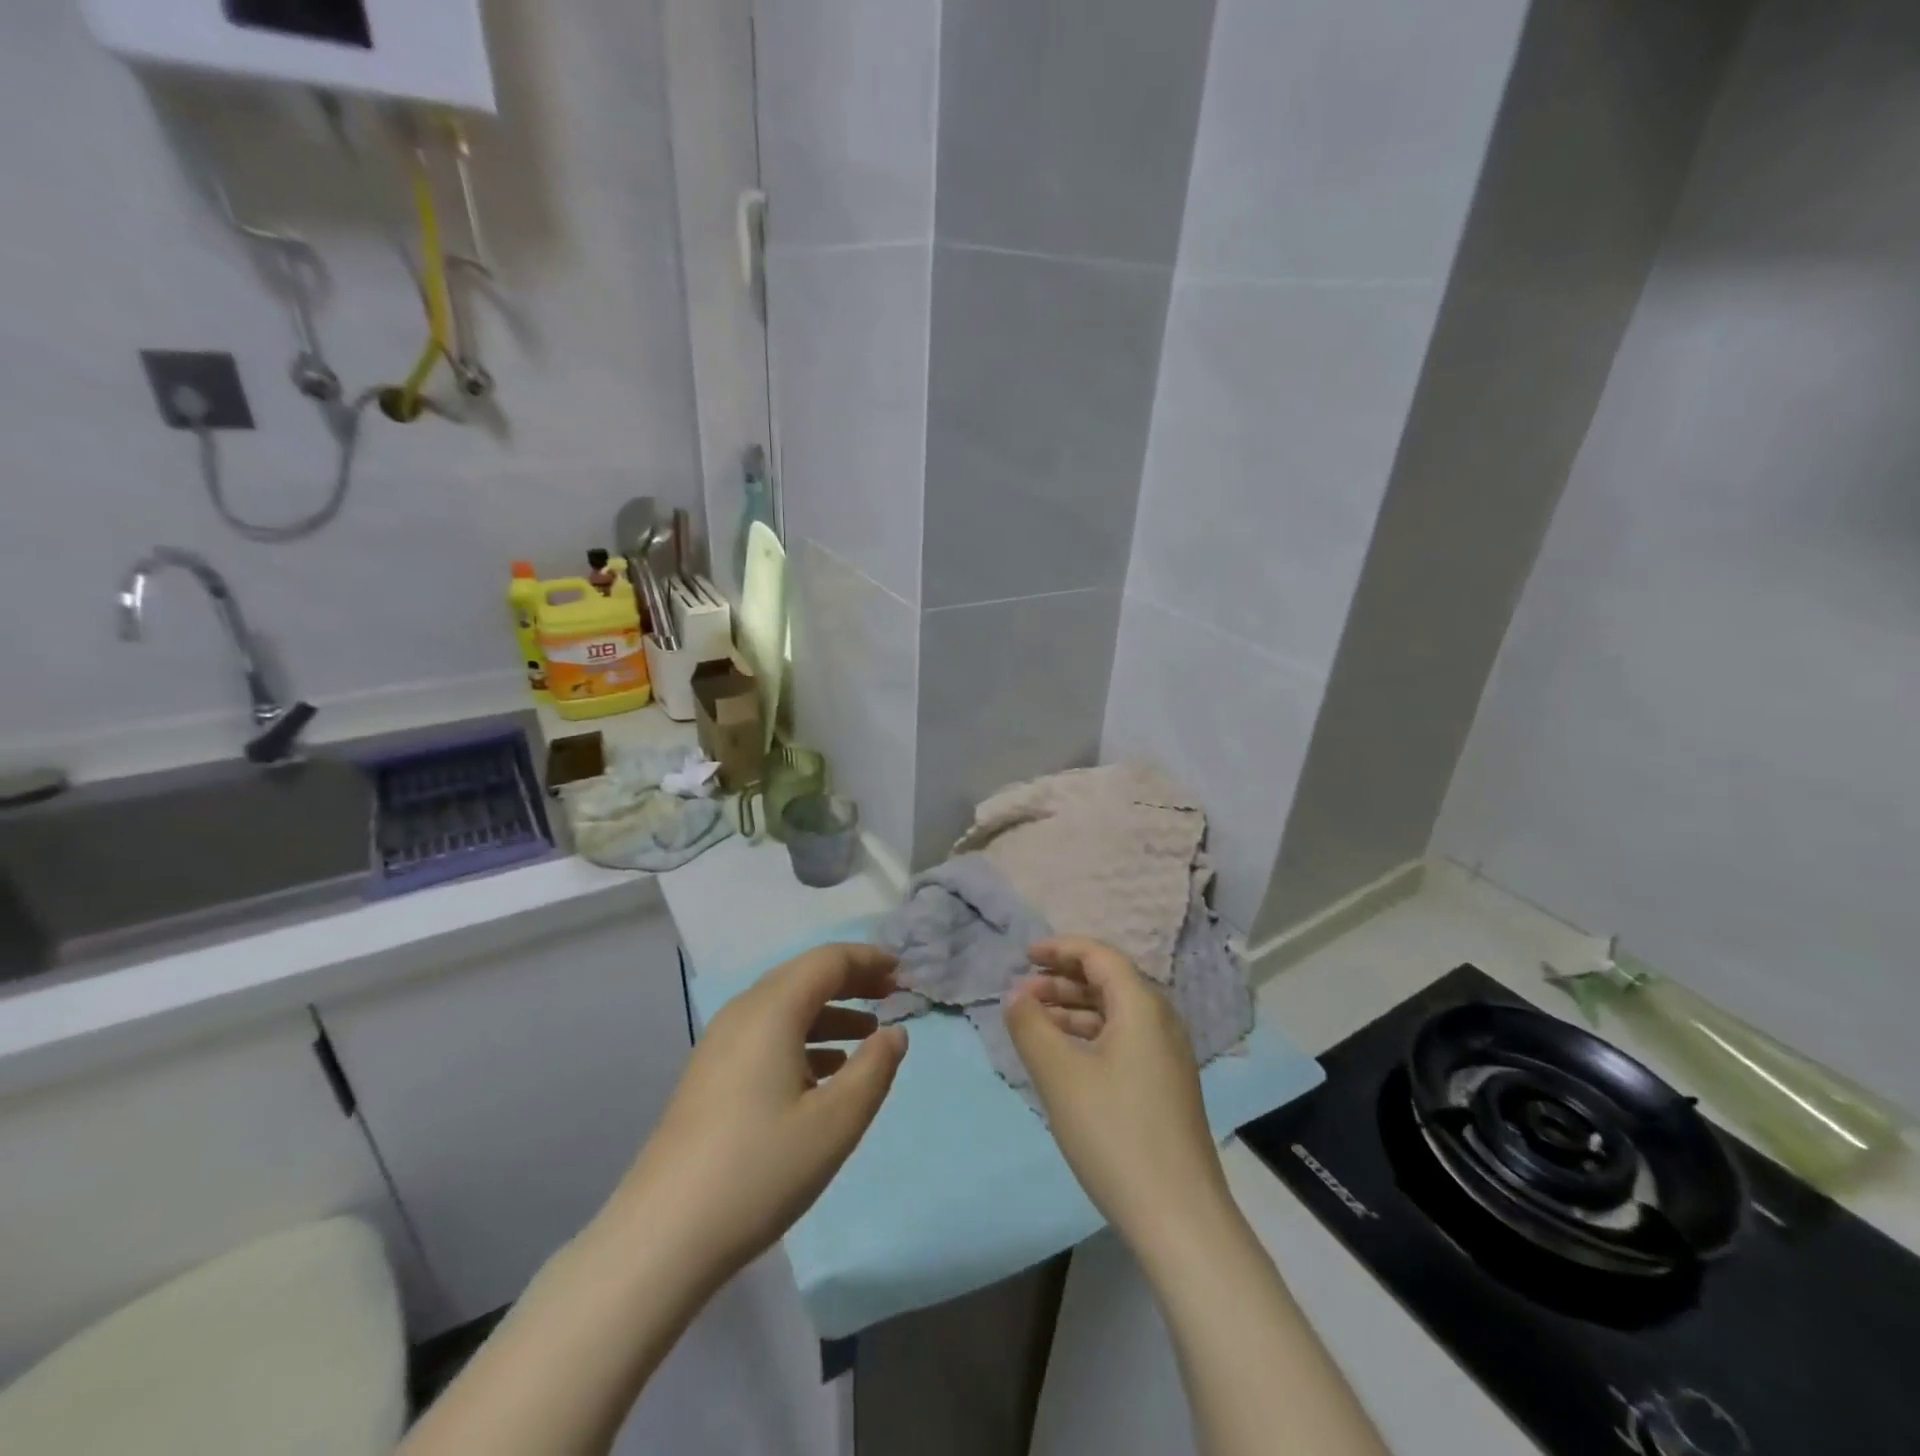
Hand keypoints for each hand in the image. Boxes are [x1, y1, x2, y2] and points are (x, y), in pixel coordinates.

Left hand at [611, 943, 907, 1292]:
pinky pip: (766, 1035)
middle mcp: (742, 1013)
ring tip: (867, 1034)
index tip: (903, 973)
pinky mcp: (710, 1075)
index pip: (828, 961)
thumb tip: (894, 1032)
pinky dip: (803, 1038)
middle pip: (804, 977)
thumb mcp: (836, 1122)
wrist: (663, 1236)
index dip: (868, 960)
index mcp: (771, 1010)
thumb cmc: (760, 1169)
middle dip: (851, 981)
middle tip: (891, 995)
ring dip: (829, 1012)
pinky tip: (824, 1073)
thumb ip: (875, 1068)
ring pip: (784, 1008)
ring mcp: (719, 1045)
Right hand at [1003, 937, 1232, 1260]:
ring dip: (1074, 1009)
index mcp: (1142, 1006)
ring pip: (1115, 1013)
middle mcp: (1161, 1021)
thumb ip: (1031, 1026)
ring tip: (1035, 1024)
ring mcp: (1168, 1055)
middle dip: (1063, 980)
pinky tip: (1065, 1058)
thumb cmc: (1114, 1133)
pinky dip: (1090, 1036)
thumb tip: (1016, 994)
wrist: (1179, 1217)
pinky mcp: (1166, 1086)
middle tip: (1023, 994)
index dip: (1060, 948)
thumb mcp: (1059, 1075)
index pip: (1099, 955)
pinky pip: (1123, 1040)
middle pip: (1109, 981)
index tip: (1025, 955)